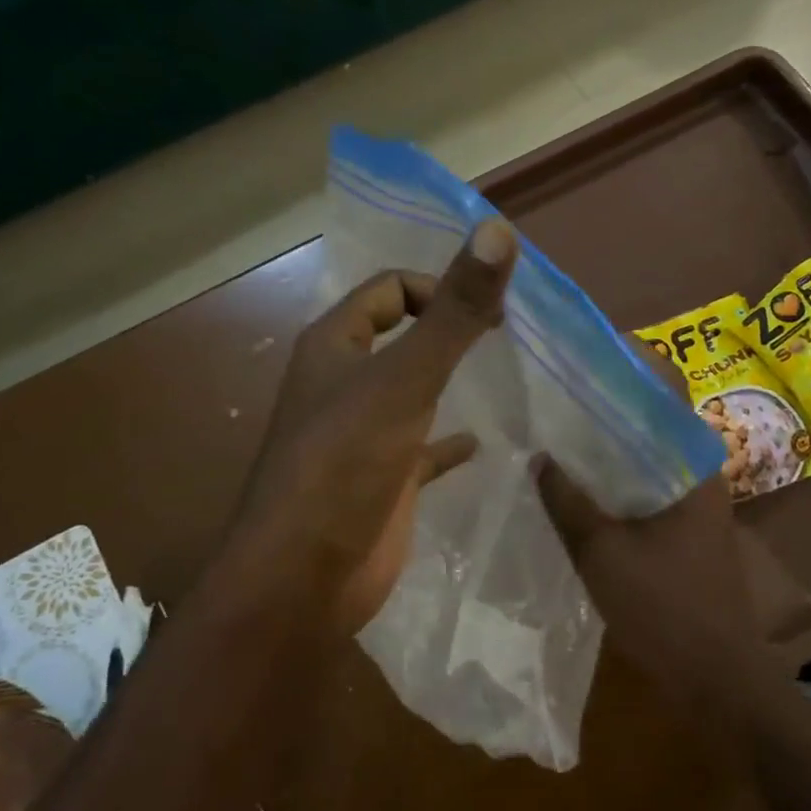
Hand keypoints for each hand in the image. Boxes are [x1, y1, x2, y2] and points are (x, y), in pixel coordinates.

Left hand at [235, 219, 517, 629]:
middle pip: (401, 336)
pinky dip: (449, 442)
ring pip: (411, 391)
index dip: (437, 287)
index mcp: (334, 345)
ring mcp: (360, 434)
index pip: (388, 289)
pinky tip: (482, 444)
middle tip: (507, 336)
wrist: (304, 579)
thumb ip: (454, 312)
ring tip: (505, 377)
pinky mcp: (380, 480)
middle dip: (448, 330)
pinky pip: (422, 448)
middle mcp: (343, 383)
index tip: (488, 311)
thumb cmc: (345, 465)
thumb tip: (499, 231)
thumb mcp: (405, 380)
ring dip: (449, 380)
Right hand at [534, 347, 810, 719]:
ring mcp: (690, 495)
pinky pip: (643, 478)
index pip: (664, 384)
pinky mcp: (680, 522)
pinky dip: (612, 469)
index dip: (625, 358)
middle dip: (605, 393)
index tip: (578, 348)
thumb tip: (536, 454)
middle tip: (552, 383)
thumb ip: (567, 500)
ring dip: (607, 434)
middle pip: (650, 411)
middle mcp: (696, 467)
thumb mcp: (602, 552)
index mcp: (690, 460)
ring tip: (554, 420)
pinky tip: (573, 475)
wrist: (715, 676)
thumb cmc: (665, 608)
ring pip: (644, 446)